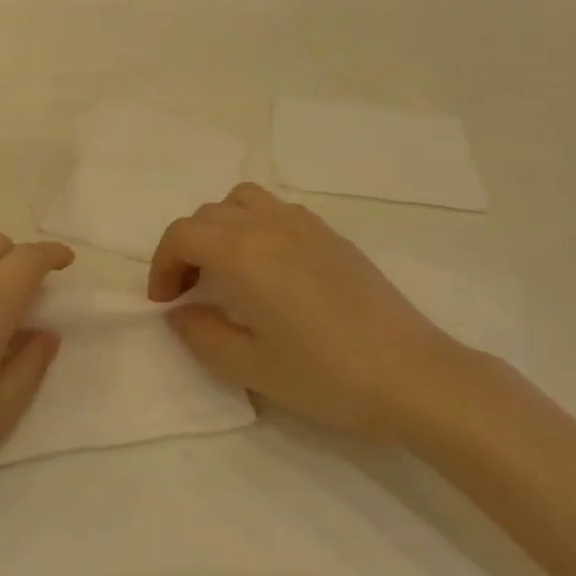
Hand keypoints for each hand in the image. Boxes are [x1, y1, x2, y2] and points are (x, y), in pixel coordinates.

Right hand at [147, 183, 484, 442]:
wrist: (413, 375)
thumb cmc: (325, 374)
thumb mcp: (250, 367)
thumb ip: (201, 335)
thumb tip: (180, 313)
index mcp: (242, 253)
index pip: (182, 235)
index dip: (162, 264)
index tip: (165, 301)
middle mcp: (269, 225)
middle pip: (209, 215)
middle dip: (187, 247)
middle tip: (189, 291)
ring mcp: (306, 225)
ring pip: (244, 201)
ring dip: (221, 226)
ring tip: (226, 268)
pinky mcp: (333, 236)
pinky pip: (279, 211)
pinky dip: (256, 225)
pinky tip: (271, 269)